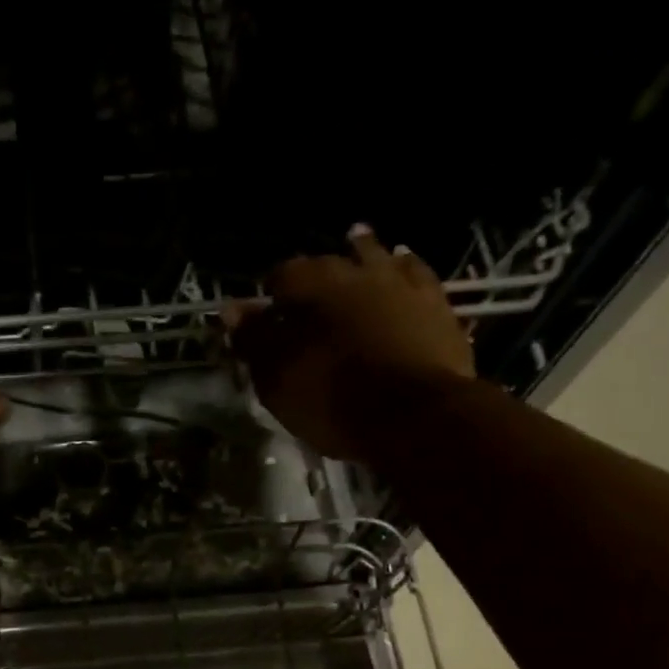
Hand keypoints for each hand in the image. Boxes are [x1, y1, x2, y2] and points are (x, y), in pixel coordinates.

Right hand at [228, 226, 474, 461]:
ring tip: (355, 251)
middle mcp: (356, 271)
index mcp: (312, 286)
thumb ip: (253, 341)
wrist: (415, 416)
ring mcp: (401, 283)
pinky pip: (416, 274)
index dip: (269, 295)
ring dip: (361, 254)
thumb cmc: (332, 399)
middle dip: (314, 274)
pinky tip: (402, 268)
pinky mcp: (436, 304)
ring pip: (375, 257)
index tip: (263, 315)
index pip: (281, 276)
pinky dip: (404, 269)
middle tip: (306, 292)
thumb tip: (231, 310)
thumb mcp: (277, 379)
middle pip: (328, 262)